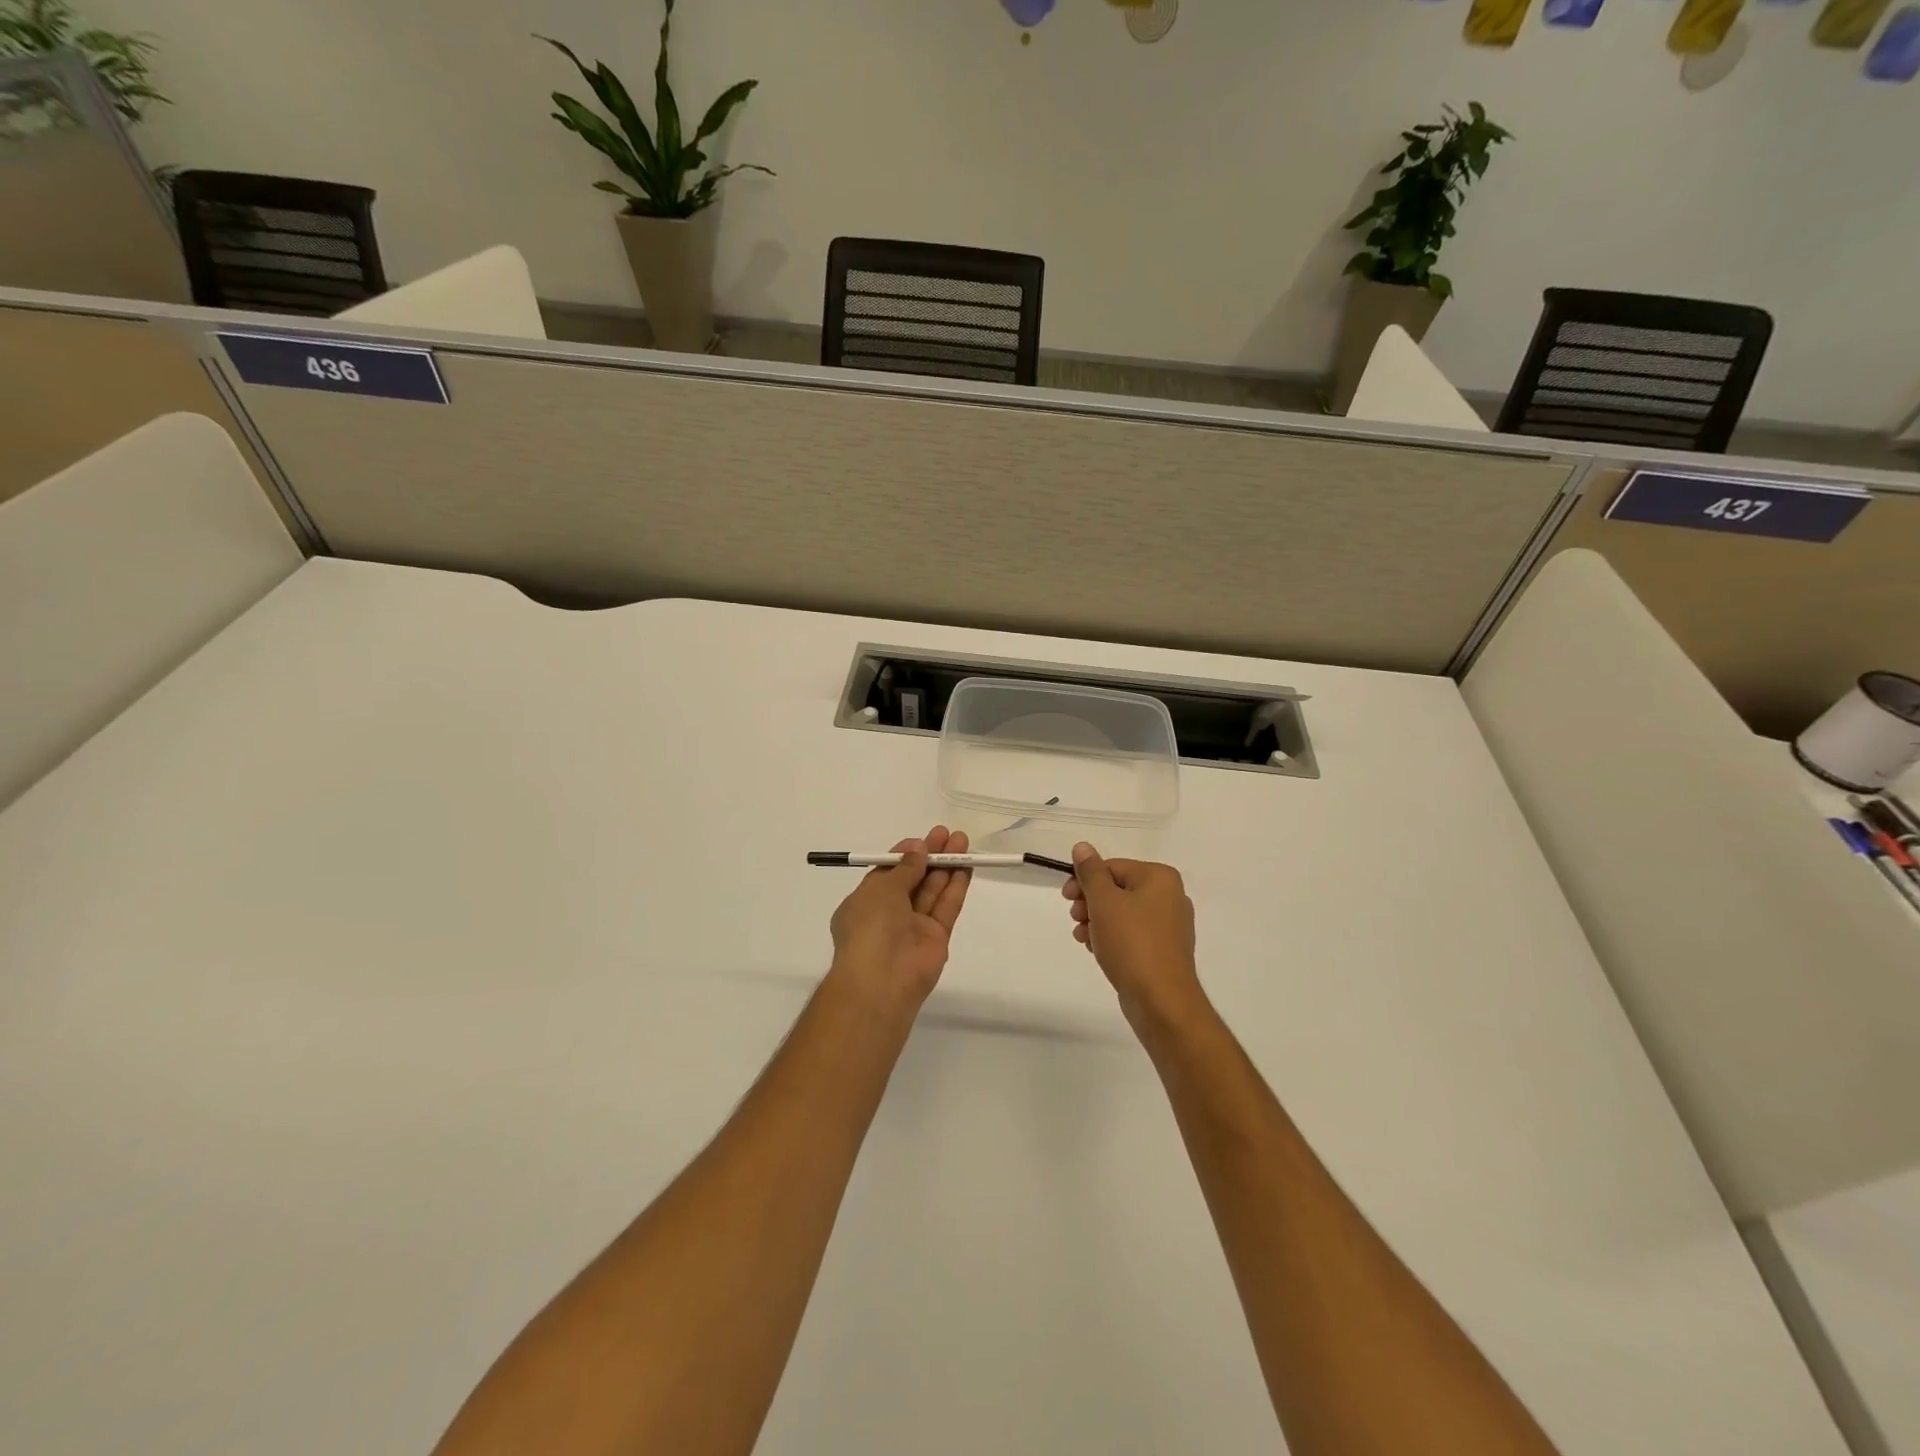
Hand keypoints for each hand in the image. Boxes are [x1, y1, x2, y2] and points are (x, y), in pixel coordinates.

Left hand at [827, 826, 971, 1011]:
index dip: (906, 854)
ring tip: (963, 842)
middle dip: (930, 855)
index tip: (924, 839)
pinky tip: (967, 866)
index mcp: (866, 902)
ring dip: (947, 866)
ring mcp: (914, 926)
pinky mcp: (936, 938)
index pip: (889, 872)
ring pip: (933, 890)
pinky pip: (947, 907)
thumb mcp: (881, 889)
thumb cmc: (870, 927)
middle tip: (948, 834)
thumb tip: (918, 848)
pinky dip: (956, 887)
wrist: (881, 980)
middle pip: (914, 878)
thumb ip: (905, 868)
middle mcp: (889, 913)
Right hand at [1062, 842, 1204, 1032]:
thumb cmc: (1131, 943)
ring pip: (1122, 913)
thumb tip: (1082, 847)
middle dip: (1090, 902)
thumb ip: (1091, 872)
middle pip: (1117, 889)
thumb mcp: (1104, 901)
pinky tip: (1096, 949)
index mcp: (1160, 878)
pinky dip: (1112, 937)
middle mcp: (1170, 896)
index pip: (1113, 867)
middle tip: (1075, 918)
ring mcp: (1169, 925)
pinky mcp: (1164, 950)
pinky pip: (1132, 934)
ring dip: (1097, 921)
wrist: (1161, 1000)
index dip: (1085, 880)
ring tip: (1083, 937)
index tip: (1066, 897)